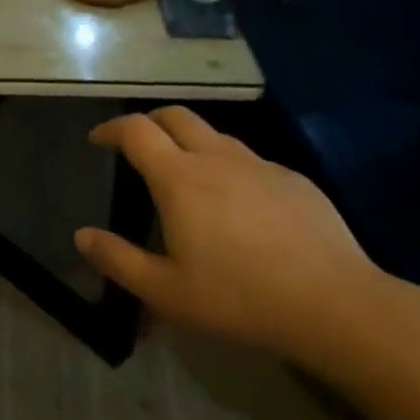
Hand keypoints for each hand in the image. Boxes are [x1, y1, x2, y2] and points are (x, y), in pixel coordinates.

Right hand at [75, 107, 381, 358]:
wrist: (336, 304)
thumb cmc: (241, 298)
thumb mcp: (167, 291)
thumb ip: (118, 260)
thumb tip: (82, 236)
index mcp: (180, 178)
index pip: (136, 130)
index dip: (111, 128)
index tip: (98, 139)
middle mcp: (216, 158)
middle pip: (175, 116)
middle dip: (148, 122)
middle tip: (137, 145)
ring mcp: (259, 165)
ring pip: (214, 134)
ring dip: (189, 141)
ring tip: (185, 173)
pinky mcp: (293, 179)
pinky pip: (249, 159)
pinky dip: (227, 165)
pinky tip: (238, 203)